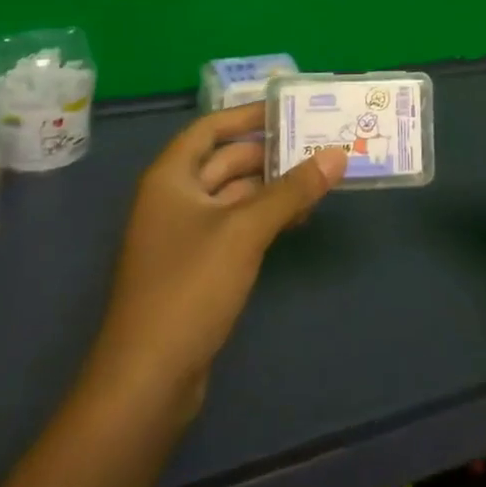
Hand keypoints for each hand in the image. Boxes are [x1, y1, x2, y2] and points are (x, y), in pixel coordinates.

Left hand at [86, 103, 345, 414]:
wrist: (148, 379)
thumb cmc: (190, 287)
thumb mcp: (245, 231)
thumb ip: (292, 190)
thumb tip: (337, 154)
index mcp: (171, 178)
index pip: (211, 128)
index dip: (247, 114)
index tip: (290, 107)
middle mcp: (174, 199)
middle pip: (226, 161)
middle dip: (270, 152)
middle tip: (319, 143)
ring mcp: (184, 236)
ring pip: (234, 196)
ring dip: (273, 187)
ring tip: (320, 179)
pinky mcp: (198, 268)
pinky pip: (236, 226)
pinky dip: (265, 217)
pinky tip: (298, 218)